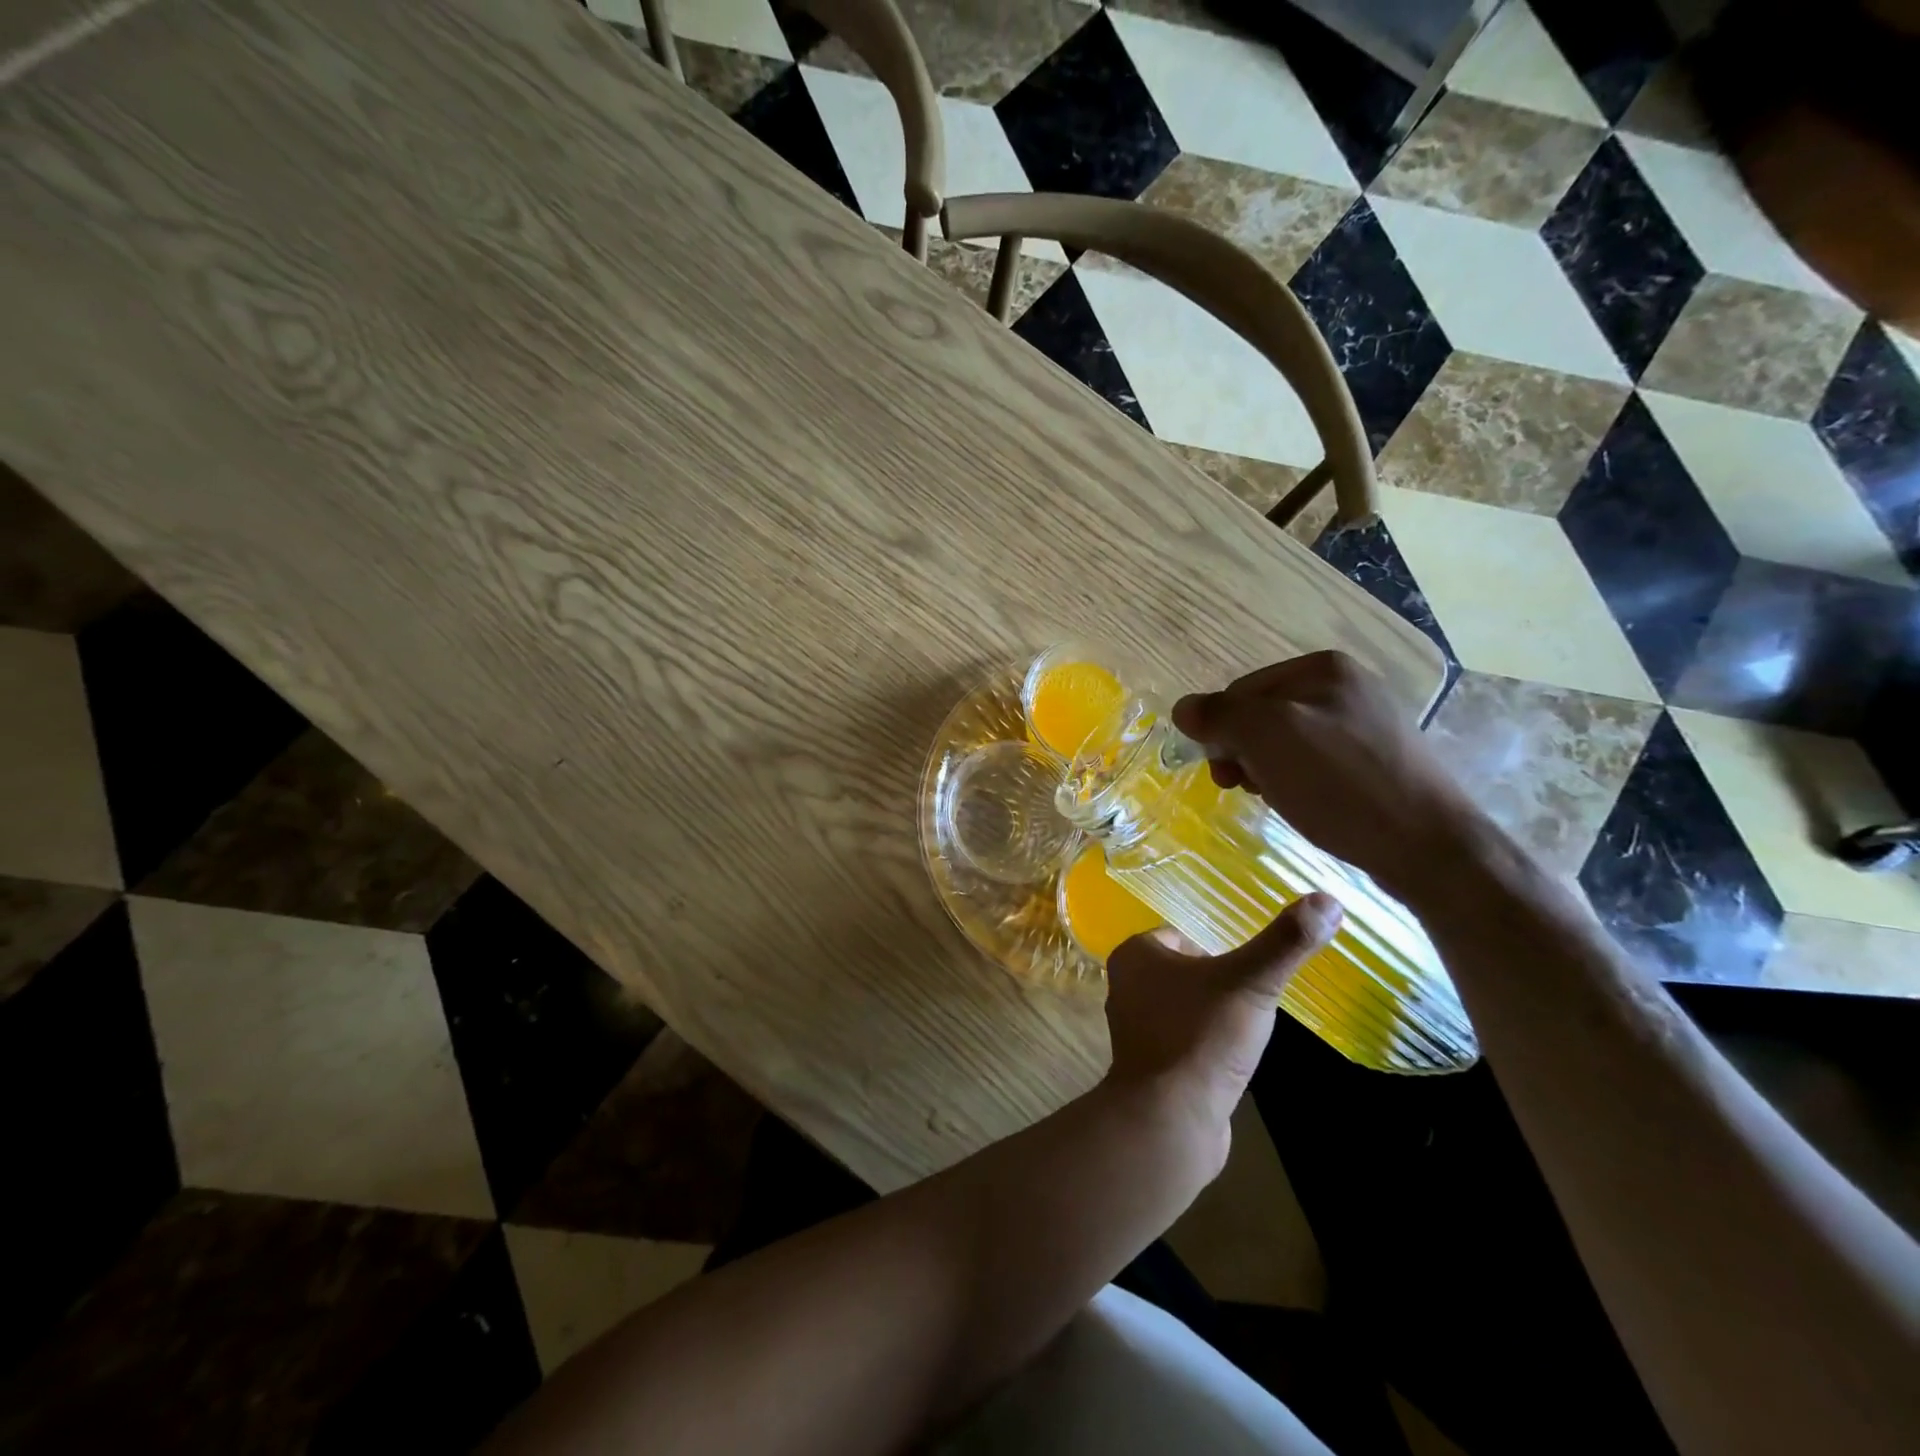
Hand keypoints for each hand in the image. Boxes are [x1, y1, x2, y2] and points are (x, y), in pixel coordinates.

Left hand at [1103, 895, 1341, 1166]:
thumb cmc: (1202, 1037)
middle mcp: (1125, 986)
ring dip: (1213, 1015)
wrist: (1171, 1120)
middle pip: (1185, 971)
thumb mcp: (1250, 982)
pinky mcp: (1148, 1066)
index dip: (1219, 949)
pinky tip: (1230, 1060)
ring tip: (1245, 1029)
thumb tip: (1327, 899)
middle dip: (1219, 983)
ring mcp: (1134, 1029)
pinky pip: (1182, 1041)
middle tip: (1253, 998)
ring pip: (1184, 1006)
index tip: (1249, 969)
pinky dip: (1206, 1045)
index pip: (1183, 935)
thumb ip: (1286, 942)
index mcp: (1135, 955)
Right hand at [1171, 651, 1481, 902]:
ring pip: (1285, 742)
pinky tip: (1305, 805)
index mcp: (1322, 668)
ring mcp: (1365, 724)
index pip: (1239, 691)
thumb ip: (1219, 715)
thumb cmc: (1340, 784)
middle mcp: (1346, 686)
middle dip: (1243, 752)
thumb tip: (1183, 709)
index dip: (1221, 730)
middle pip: (1262, 715)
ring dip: (1266, 770)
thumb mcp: (1267, 739)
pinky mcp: (1376, 761)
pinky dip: (1296, 782)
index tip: (1225, 772)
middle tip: (1242, 789)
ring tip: (1275, 800)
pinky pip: (1314, 763)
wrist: (1427, 846)